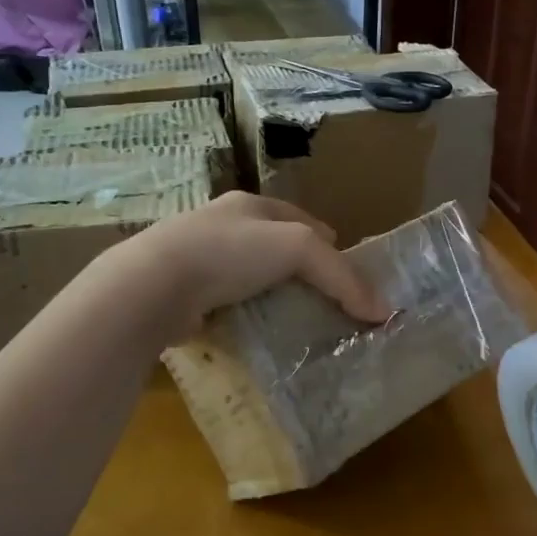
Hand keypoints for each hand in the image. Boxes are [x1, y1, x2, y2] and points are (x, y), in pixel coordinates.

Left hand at [116, 192, 390, 336]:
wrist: (154, 285)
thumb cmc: (231, 251)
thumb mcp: (299, 249)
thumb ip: (342, 277)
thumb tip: (383, 310)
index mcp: (250, 205)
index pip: (299, 217)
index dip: (326, 239)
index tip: (346, 265)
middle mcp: (222, 225)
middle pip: (274, 244)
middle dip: (300, 268)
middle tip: (326, 297)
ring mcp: (197, 259)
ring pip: (248, 274)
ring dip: (271, 292)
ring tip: (295, 316)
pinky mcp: (181, 292)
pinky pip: (225, 301)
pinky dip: (244, 313)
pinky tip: (256, 330)